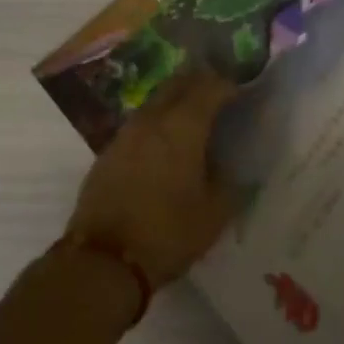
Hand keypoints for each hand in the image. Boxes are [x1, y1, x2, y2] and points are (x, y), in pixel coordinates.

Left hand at [66, 70, 239, 286]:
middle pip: (180, 83)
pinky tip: (162, 146)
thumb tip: (235, 167)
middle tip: (217, 99)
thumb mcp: (213, 215)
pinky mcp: (109, 150)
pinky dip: (157, 122)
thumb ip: (230, 184)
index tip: (241, 95)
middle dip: (201, 83)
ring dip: (176, 101)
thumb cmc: (166, 233)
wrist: (102, 261)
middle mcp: (154, 117)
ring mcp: (127, 131)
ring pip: (157, 99)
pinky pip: (140, 122)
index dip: (229, 86)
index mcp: (183, 125)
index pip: (211, 86)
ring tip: (191, 123)